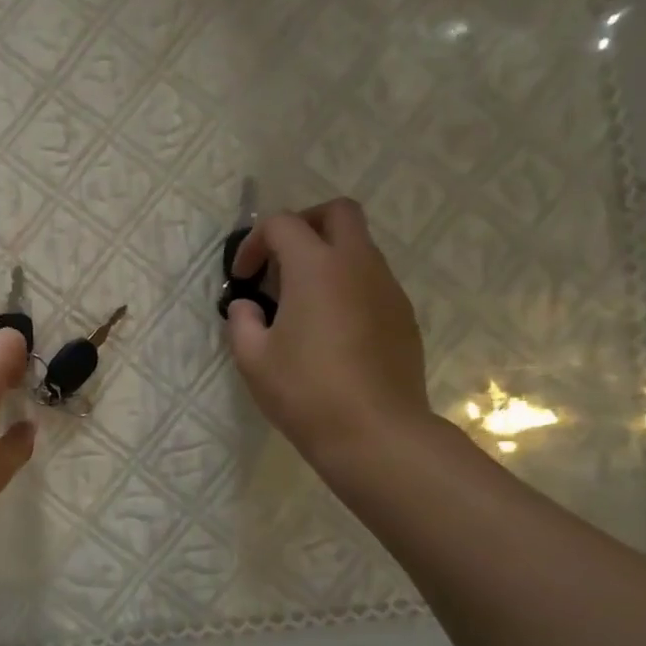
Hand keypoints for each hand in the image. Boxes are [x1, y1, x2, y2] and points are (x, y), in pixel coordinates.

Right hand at [225, 199, 432, 472]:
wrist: (375, 433)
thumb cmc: (305, 392)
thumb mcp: (252, 358)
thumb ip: (242, 321)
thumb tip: (248, 306)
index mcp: (316, 268)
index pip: (283, 224)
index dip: (253, 243)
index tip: (242, 278)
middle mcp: (358, 265)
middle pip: (338, 212)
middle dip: (304, 225)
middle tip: (280, 261)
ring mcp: (387, 288)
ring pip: (359, 247)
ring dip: (326, 258)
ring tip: (300, 302)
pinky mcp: (403, 315)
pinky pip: (372, 280)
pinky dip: (346, 286)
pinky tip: (329, 329)